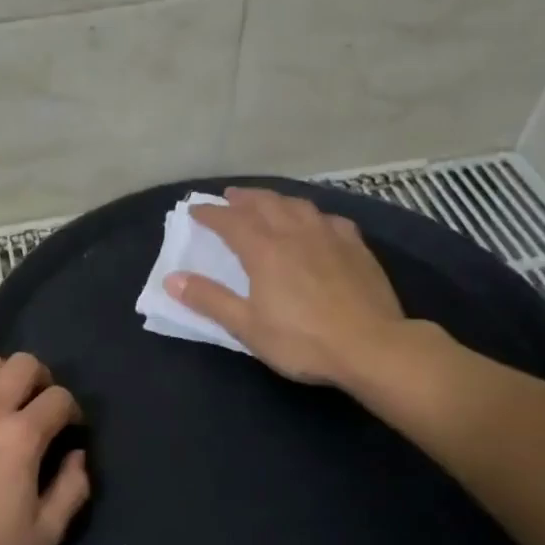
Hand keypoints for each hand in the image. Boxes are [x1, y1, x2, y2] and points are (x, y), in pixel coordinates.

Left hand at [0, 353, 89, 544]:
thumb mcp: (44, 533)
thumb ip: (72, 489)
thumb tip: (77, 455)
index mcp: (21, 436)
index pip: (59, 398)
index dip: (72, 412)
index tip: (69, 431)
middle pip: (25, 363)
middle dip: (42, 380)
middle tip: (40, 410)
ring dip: (6, 378)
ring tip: (7, 407)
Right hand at [167, 187, 425, 391]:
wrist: (372, 347)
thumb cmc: (302, 341)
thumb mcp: (247, 326)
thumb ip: (209, 299)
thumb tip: (171, 279)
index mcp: (264, 250)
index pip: (230, 221)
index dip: (210, 213)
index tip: (196, 210)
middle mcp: (295, 233)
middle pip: (265, 204)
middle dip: (243, 198)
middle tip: (228, 197)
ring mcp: (329, 236)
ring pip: (298, 205)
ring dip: (276, 199)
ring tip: (267, 202)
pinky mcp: (356, 247)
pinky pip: (330, 219)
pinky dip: (312, 215)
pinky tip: (315, 223)